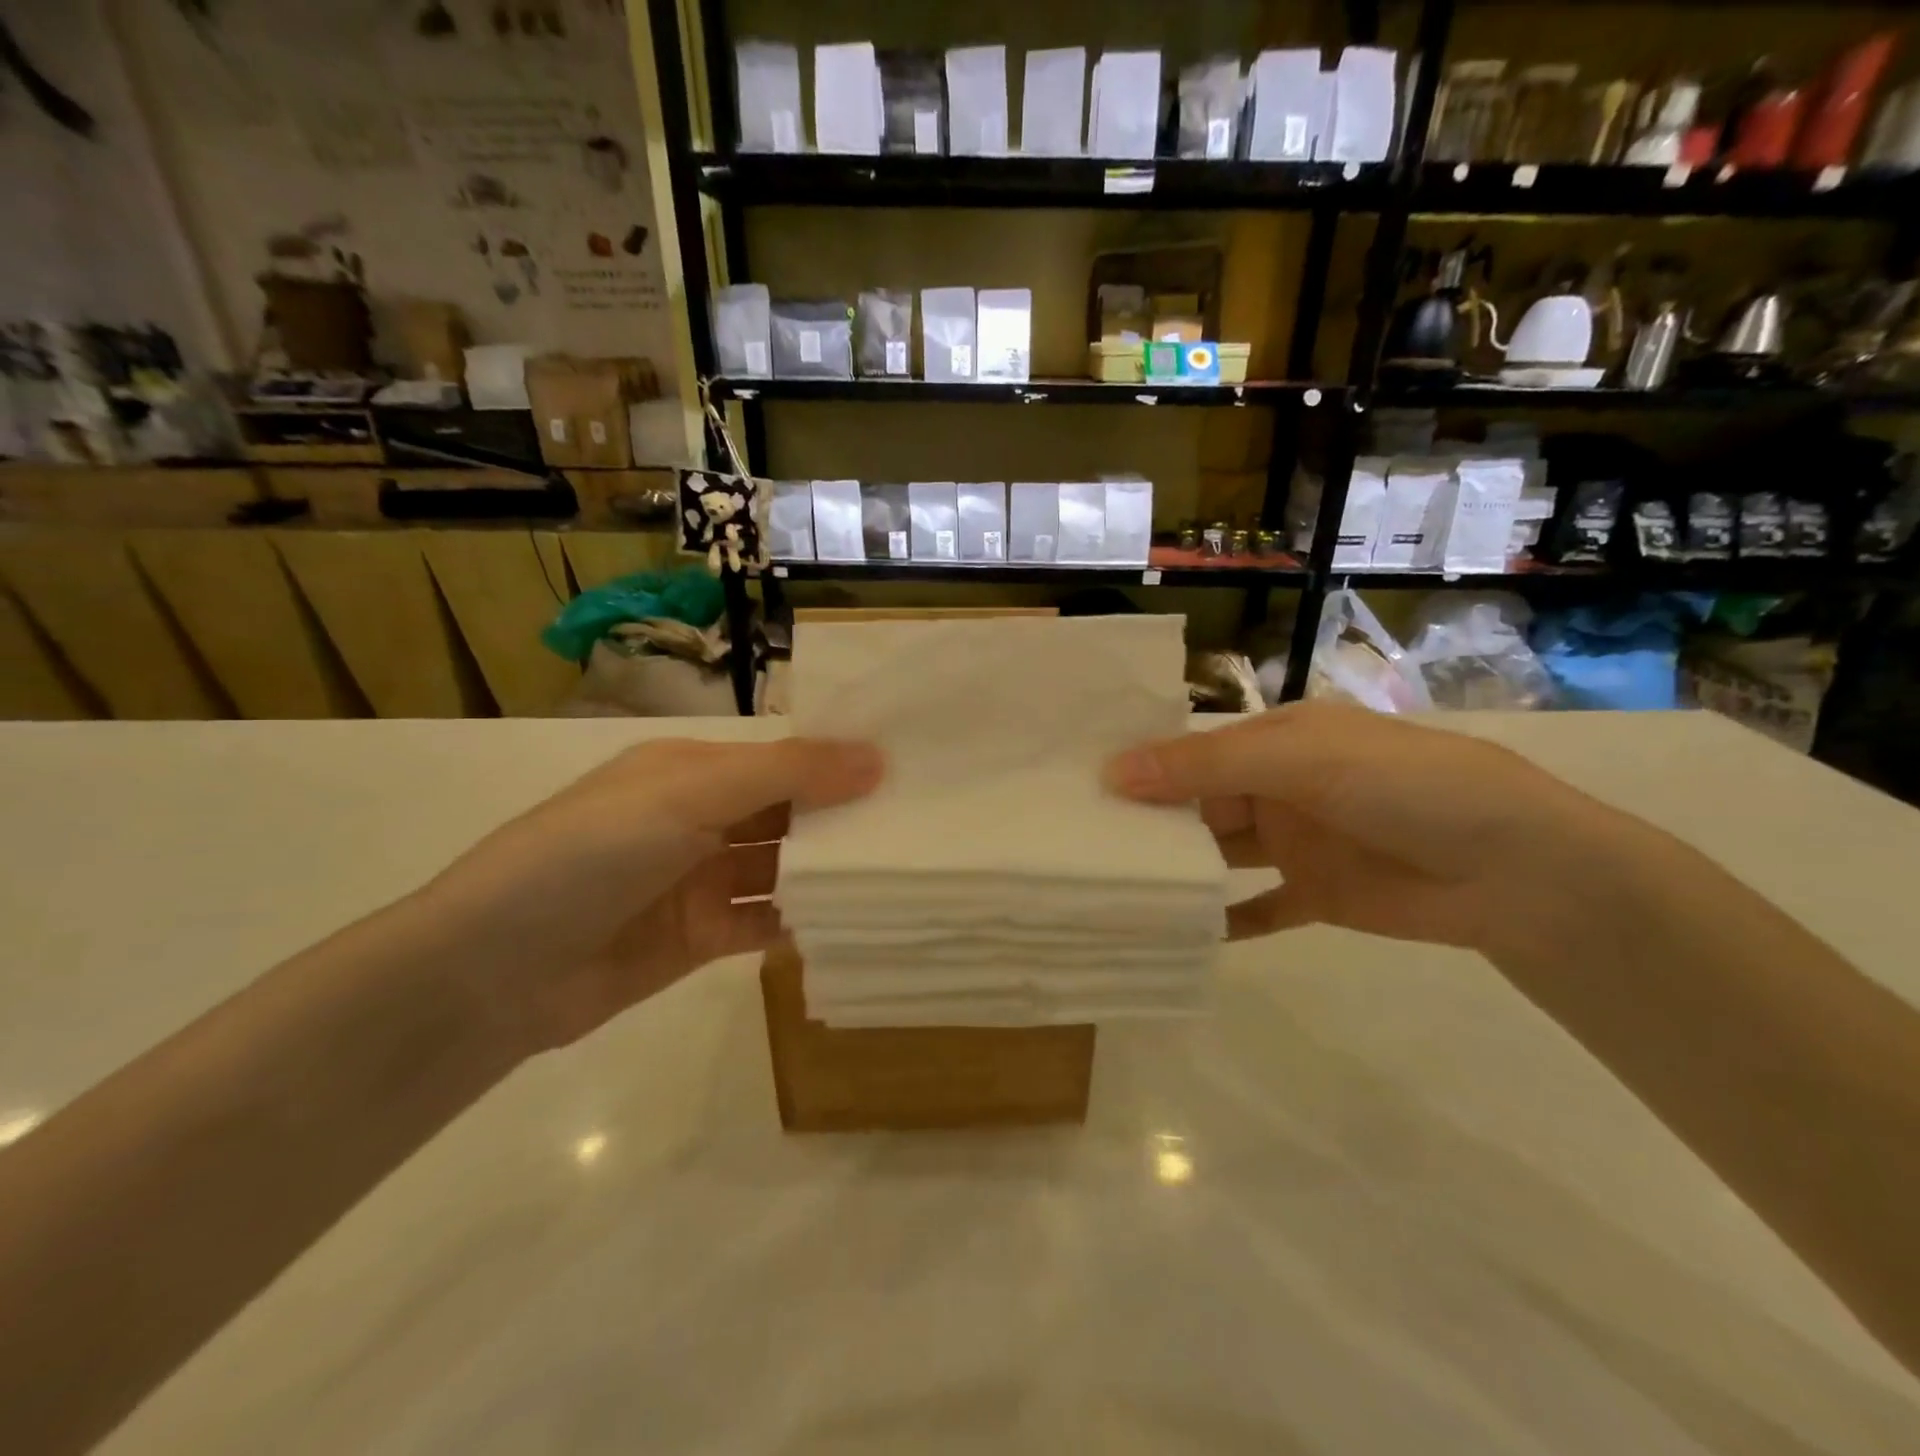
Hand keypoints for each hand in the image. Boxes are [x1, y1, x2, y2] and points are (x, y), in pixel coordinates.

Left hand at [416, 737, 882, 1053]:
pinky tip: (854, 920)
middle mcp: (700, 819)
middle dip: (845, 815)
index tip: (911, 767)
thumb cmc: (591, 855)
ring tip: (903, 869)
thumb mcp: (689, 796)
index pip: (784, 756)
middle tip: (924, 821)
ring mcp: (701, 880)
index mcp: (693, 770)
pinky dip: (804, 919)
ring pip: (784, 867)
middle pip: (789, 811)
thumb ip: (786, 775)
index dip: (841, 759)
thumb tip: (876, 758)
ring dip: (831, 869)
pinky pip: (766, 921)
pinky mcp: (701, 937)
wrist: (489, 974)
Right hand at [1103, 703, 1640, 959]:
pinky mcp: (1316, 895)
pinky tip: (1178, 933)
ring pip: (1220, 853)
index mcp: (1277, 739)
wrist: (1519, 871)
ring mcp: (1297, 842)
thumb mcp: (1299, 760)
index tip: (1077, 783)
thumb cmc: (1404, 787)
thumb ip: (1205, 768)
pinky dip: (1223, 920)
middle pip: (1198, 801)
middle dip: (1149, 819)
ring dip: (1178, 867)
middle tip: (1079, 841)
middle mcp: (1280, 786)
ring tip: (1113, 885)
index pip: (1192, 747)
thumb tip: (1113, 772)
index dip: (1141, 763)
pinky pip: (1257, 907)